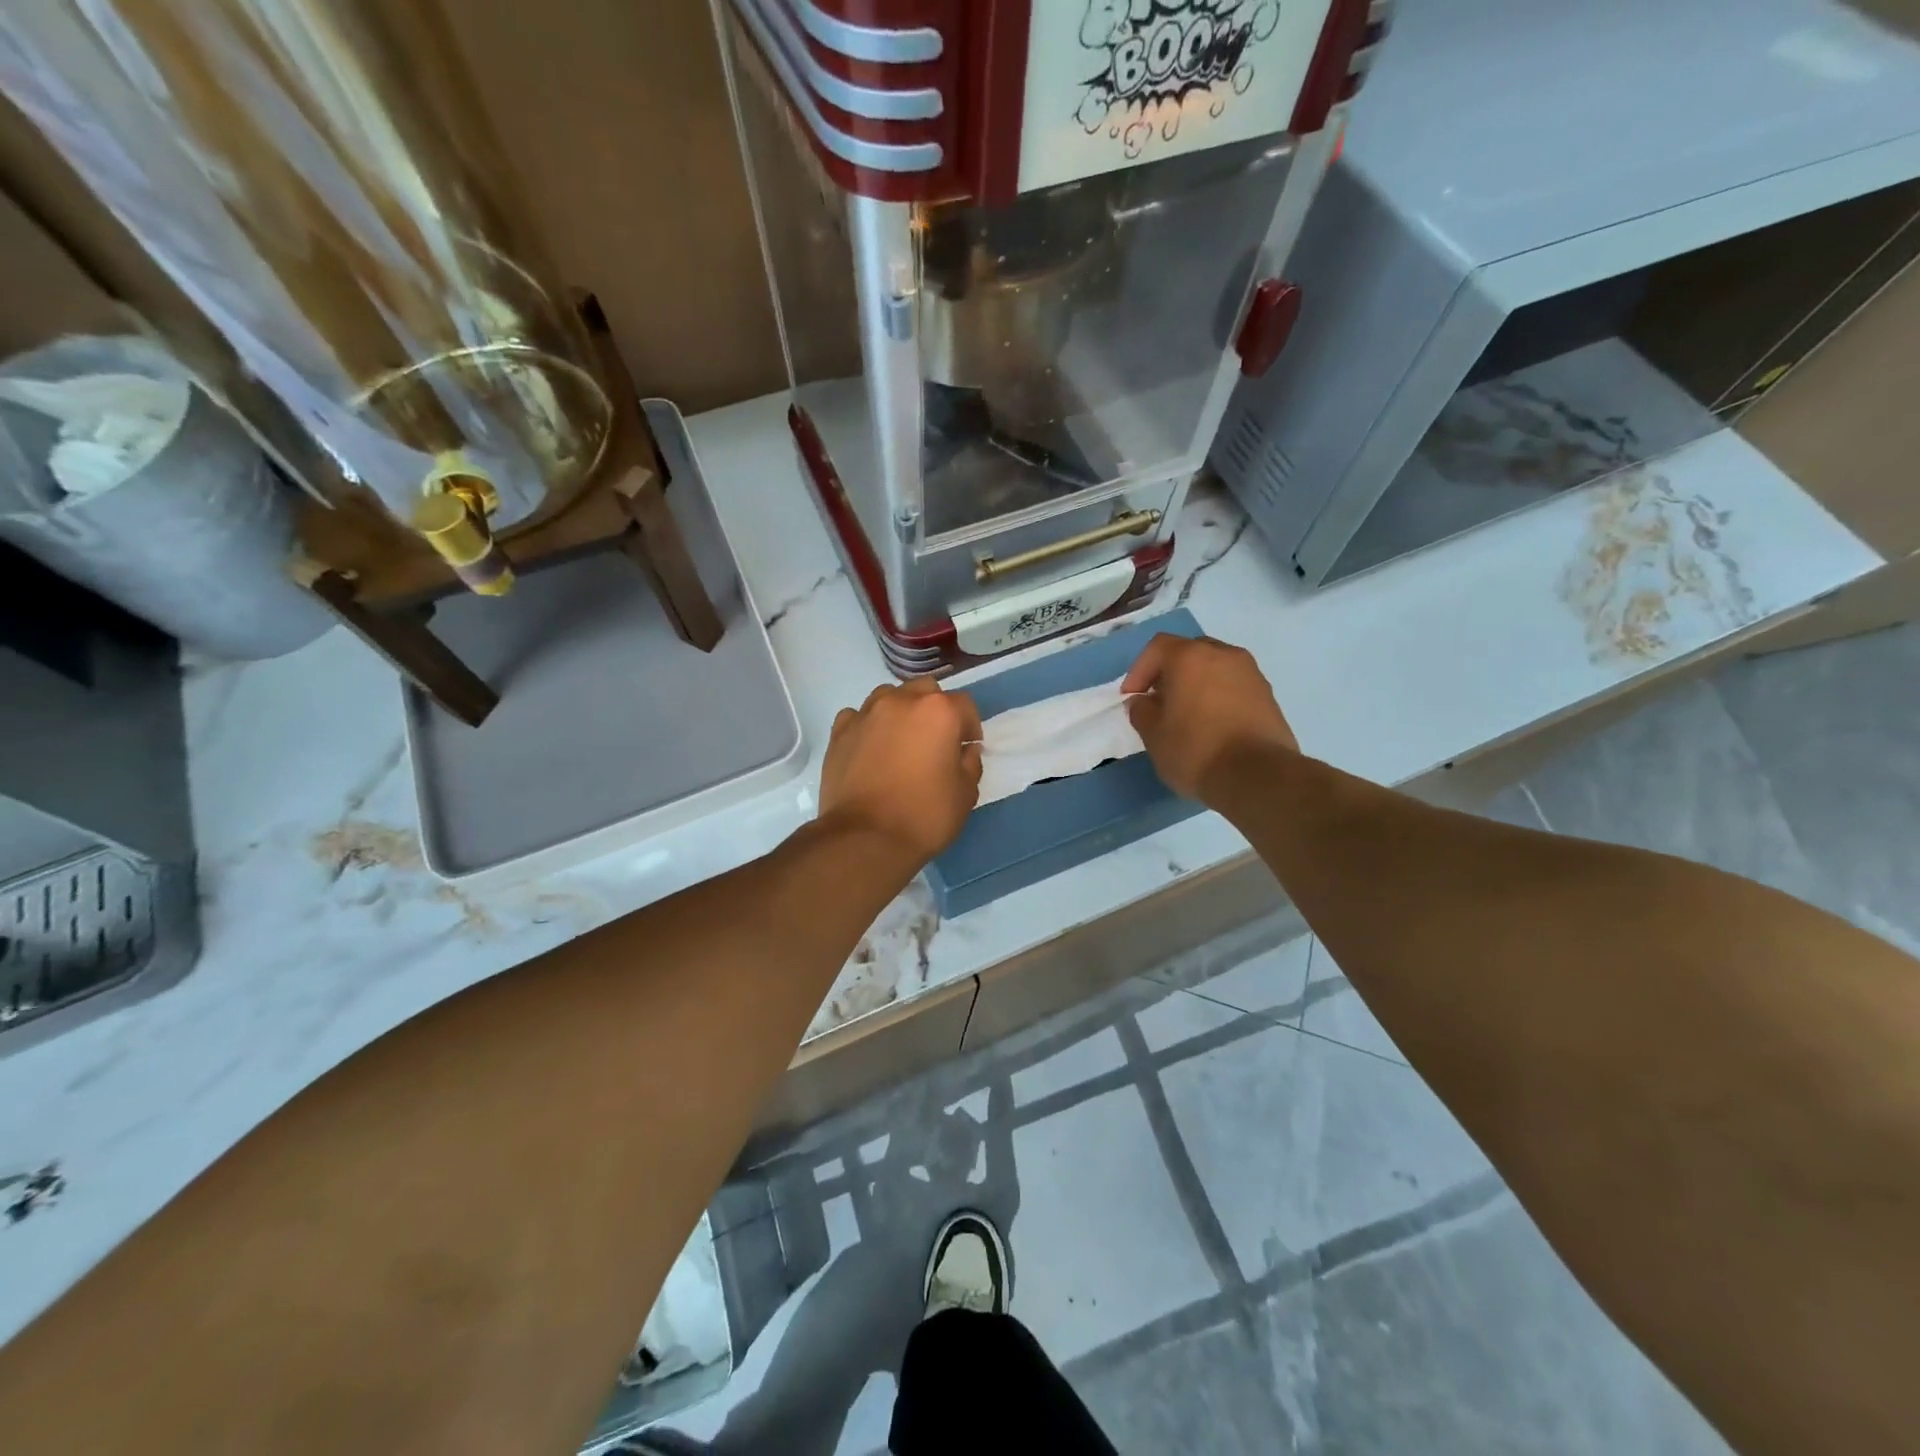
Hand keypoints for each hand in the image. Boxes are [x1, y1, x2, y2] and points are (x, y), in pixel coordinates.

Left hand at [818, 677, 983, 864]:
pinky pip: (858, 717)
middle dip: (934, 710)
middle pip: (925, 691)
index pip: (964, 705)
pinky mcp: (839, 732)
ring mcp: (866, 714)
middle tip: (935, 741)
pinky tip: (870, 748)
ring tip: (900, 741)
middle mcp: (901, 701)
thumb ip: (970, 764)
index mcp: (938, 711)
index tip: (967, 748)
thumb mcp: (965, 794)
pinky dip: (868, 726)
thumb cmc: (925, 815)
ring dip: (900, 712)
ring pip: (889, 697)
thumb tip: (965, 750)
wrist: (865, 838)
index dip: (970, 727)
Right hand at [1122, 634, 1297, 803]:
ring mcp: (1251, 673)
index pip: (1158, 648)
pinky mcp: (1268, 695)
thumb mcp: (1153, 735)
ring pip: (1214, 668)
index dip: (1139, 670)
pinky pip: (1234, 685)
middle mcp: (1224, 655)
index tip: (1132, 697)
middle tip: (1159, 700)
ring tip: (1186, 714)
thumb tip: (1143, 702)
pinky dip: (1218, 696)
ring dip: (1196, 684)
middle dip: (1169, 673)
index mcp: (1191, 658)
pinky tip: (1212, 724)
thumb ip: (1141, 712)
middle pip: (1189, 652)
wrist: (1258, 776)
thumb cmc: (1196, 750)